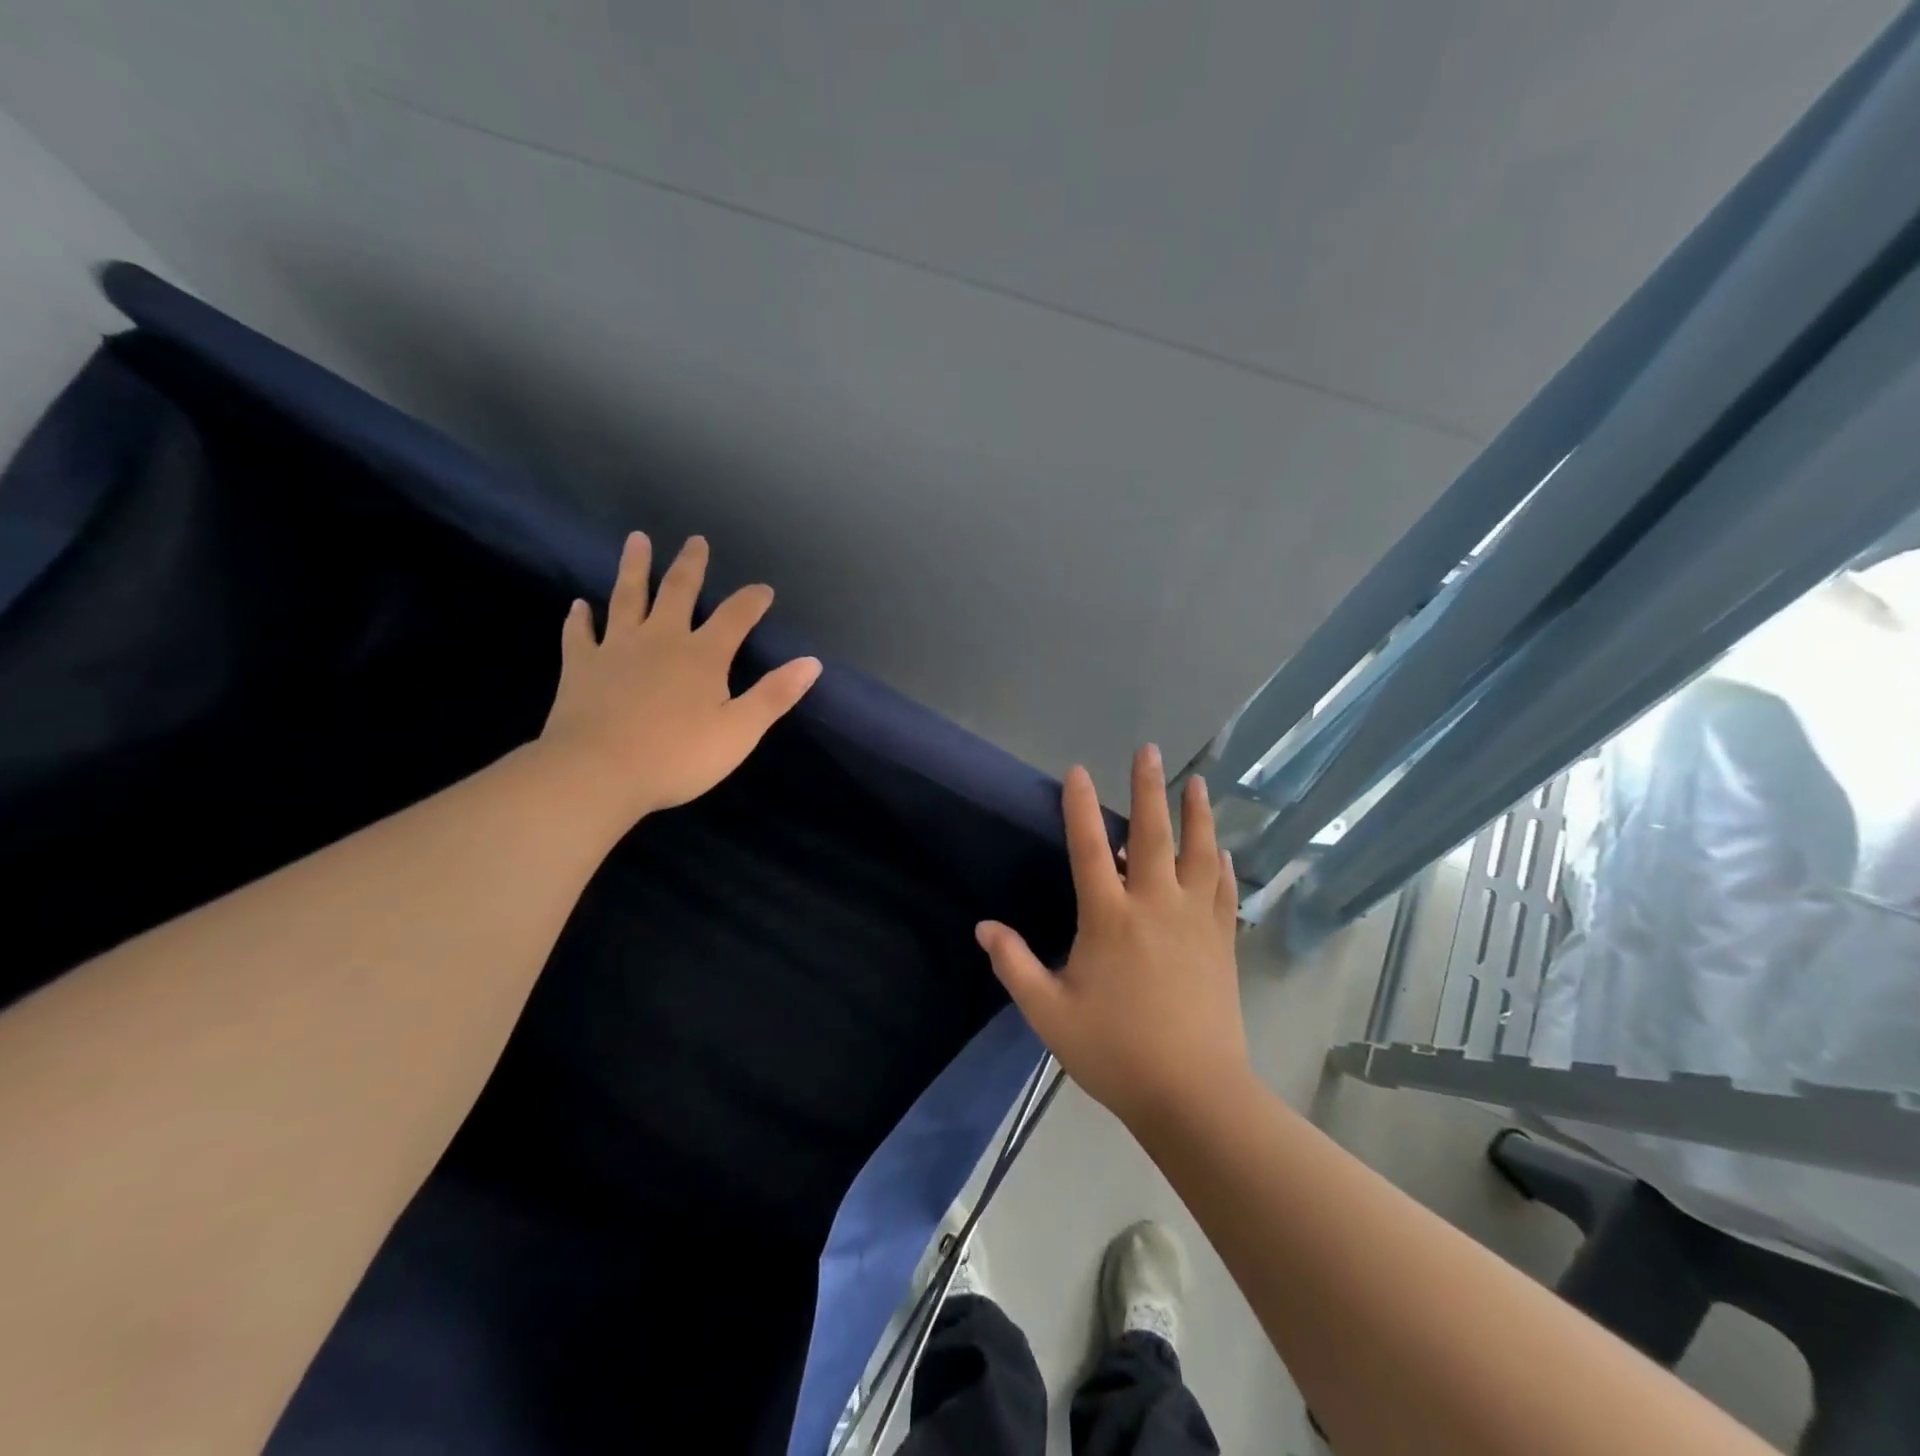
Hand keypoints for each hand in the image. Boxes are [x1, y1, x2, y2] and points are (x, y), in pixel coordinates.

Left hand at [537, 532, 820, 829]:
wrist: (598, 772)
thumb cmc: (678, 756)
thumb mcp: (740, 731)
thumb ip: (775, 694)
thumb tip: (811, 662)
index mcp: (703, 655)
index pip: (735, 616)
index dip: (752, 600)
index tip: (764, 589)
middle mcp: (661, 639)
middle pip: (678, 591)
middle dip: (691, 565)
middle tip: (695, 540)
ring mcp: (616, 648)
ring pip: (627, 597)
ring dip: (635, 567)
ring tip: (637, 540)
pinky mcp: (581, 666)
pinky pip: (580, 634)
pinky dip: (580, 618)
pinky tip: (579, 605)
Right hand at [976, 746, 1248, 1130]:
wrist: (1194, 1094)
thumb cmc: (1115, 1051)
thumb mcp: (1049, 1013)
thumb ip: (1014, 965)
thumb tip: (984, 927)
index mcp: (1109, 918)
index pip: (1091, 848)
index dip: (1080, 807)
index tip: (1077, 771)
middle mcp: (1155, 905)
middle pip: (1153, 834)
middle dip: (1148, 788)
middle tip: (1148, 750)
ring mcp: (1194, 921)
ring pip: (1199, 853)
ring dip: (1197, 815)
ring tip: (1197, 783)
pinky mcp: (1221, 941)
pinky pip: (1224, 891)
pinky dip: (1221, 866)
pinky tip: (1222, 853)